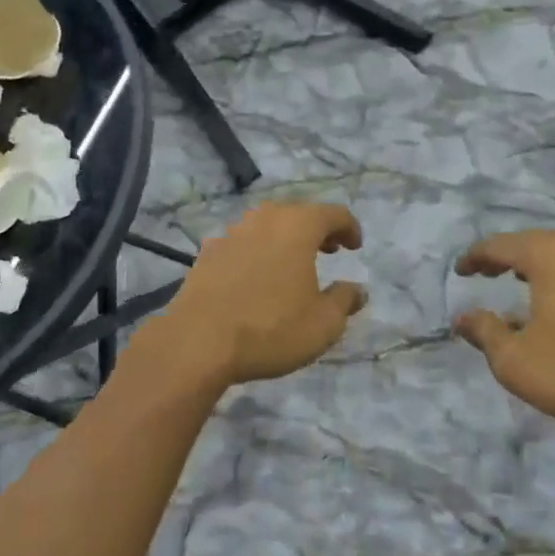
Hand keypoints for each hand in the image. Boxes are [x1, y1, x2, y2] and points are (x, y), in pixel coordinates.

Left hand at [160, 203, 366, 385]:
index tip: (355, 247)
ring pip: (267, 225)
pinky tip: (256, 277)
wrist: (197, 342)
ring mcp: (232, 232)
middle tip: (329, 251)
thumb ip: (344, 300)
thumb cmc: (271, 328)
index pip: (333, 213)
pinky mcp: (207, 252)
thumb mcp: (323, 324)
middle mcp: (265, 219)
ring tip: (293, 264)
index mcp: (298, 226)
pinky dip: (257, 252)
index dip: (349, 227)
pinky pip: (242, 243)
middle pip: (298, 213)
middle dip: (317, 230)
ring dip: (285, 238)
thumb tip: (357, 290)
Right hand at [453, 229, 554, 445]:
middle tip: (484, 272)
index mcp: (548, 256)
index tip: (459, 271)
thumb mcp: (514, 359)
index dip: (475, 257)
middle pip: (532, 242)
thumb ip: (484, 332)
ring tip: (516, 279)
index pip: (500, 245)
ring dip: (534, 263)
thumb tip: (461, 318)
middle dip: (505, 255)